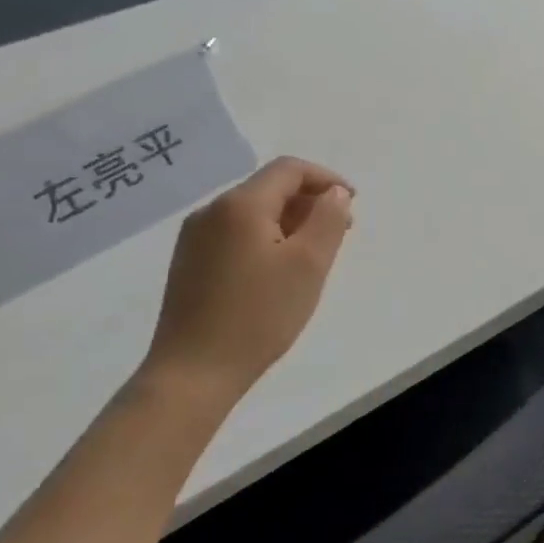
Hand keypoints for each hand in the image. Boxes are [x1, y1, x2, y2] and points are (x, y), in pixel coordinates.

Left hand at [139, 157, 355, 409]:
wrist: (194, 372)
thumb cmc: (259, 315)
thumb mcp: (309, 264)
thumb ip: (328, 220)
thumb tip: (334, 193)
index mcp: (240, 205)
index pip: (289, 169)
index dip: (326, 179)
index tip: (353, 204)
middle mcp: (211, 212)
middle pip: (269, 188)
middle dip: (310, 202)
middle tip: (341, 233)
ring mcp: (195, 238)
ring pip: (253, 213)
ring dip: (290, 222)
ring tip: (315, 255)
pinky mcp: (190, 263)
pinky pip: (237, 234)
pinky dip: (267, 238)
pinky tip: (280, 271)